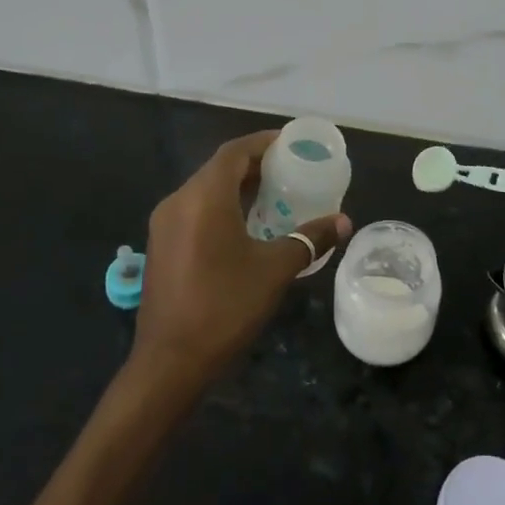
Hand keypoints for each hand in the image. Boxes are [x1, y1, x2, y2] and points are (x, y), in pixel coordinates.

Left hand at [132, 131, 351, 394]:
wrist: (170, 361)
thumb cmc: (225, 307)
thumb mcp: (275, 270)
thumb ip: (310, 239)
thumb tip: (343, 222)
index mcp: (203, 197)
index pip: (234, 152)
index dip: (263, 143)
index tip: (291, 143)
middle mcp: (178, 201)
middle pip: (218, 169)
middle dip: (254, 165)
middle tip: (290, 170)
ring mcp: (164, 225)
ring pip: (205, 191)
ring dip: (237, 187)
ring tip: (274, 196)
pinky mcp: (161, 246)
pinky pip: (194, 211)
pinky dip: (221, 207)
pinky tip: (246, 227)